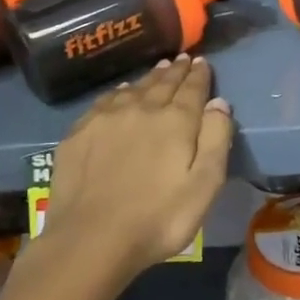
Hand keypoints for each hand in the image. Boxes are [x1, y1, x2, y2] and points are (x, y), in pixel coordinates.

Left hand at [42, 55, 232, 279]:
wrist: (89, 239)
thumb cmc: (157, 218)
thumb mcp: (204, 186)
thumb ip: (215, 140)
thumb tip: (219, 102)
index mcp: (176, 120)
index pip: (192, 88)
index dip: (199, 74)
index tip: (202, 62)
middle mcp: (142, 108)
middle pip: (163, 83)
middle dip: (175, 70)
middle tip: (182, 59)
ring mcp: (107, 118)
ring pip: (134, 88)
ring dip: (149, 78)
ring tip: (158, 70)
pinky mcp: (80, 132)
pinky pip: (105, 101)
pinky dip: (119, 92)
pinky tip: (120, 94)